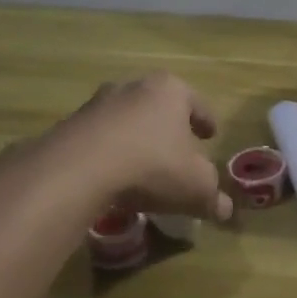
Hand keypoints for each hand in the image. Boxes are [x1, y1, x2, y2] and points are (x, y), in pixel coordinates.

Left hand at [57, 72, 233, 221]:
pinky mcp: (71, 124)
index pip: (197, 102)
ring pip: (127, 119)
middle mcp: (134, 86)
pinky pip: (100, 138)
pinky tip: (113, 175)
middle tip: (178, 148)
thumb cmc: (152, 164)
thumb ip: (213, 197)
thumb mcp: (195, 186)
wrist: (80, 168)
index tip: (211, 135)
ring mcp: (98, 103)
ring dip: (136, 137)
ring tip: (143, 164)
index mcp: (170, 90)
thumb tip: (225, 210)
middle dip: (169, 126)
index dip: (206, 120)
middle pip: (159, 105)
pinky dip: (110, 152)